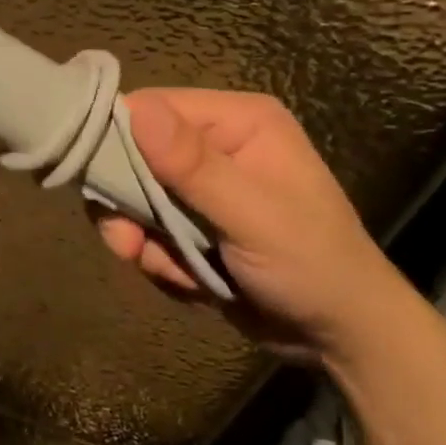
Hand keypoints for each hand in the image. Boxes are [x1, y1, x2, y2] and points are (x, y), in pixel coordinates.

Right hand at [95, 89, 411, 362]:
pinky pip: (149, 229)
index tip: (103, 186)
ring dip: (144, 238)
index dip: (120, 141)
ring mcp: (203, 186)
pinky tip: (190, 280)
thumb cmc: (311, 264)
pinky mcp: (194, 222)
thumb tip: (136, 109)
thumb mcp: (252, 215)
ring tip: (173, 269)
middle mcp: (215, 143)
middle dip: (130, 204)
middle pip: (136, 154)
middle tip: (129, 244)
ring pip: (136, 197)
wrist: (343, 337)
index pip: (153, 107)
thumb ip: (193, 165)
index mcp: (238, 120)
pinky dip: (158, 258)